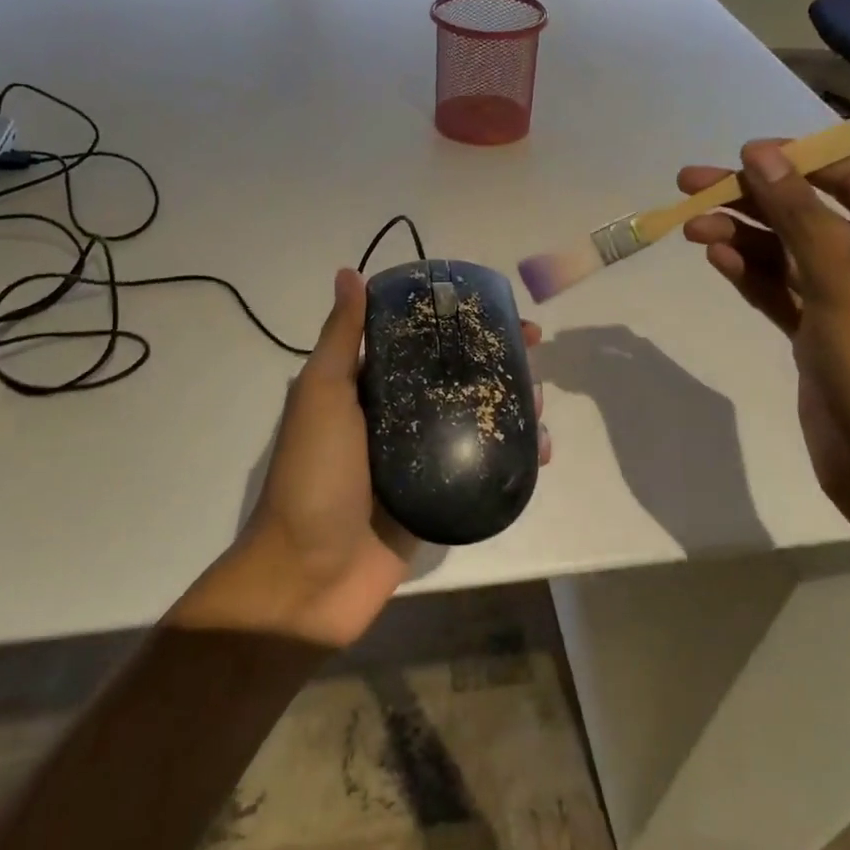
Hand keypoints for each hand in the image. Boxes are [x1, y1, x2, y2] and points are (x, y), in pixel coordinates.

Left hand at [171, 268, 547, 648]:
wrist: (309, 577)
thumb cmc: (314, 477)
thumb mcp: (322, 396)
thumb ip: (341, 339)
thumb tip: (349, 273)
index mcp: (366, 389)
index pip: (419, 342)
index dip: (458, 322)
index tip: (498, 312)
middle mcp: (394, 418)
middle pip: (454, 379)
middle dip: (495, 363)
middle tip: (534, 357)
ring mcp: (418, 460)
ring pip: (473, 422)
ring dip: (510, 408)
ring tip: (540, 404)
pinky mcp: (437, 499)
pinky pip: (480, 470)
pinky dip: (511, 458)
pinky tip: (539, 451)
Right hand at [677, 142, 849, 531]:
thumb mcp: (841, 280)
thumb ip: (797, 215)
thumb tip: (759, 155)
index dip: (794, 162)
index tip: (739, 154)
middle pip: (807, 216)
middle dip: (752, 200)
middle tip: (690, 185)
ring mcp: (845, 301)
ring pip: (785, 254)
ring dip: (741, 237)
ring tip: (690, 226)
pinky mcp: (816, 333)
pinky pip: (778, 291)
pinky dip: (749, 273)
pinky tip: (716, 256)